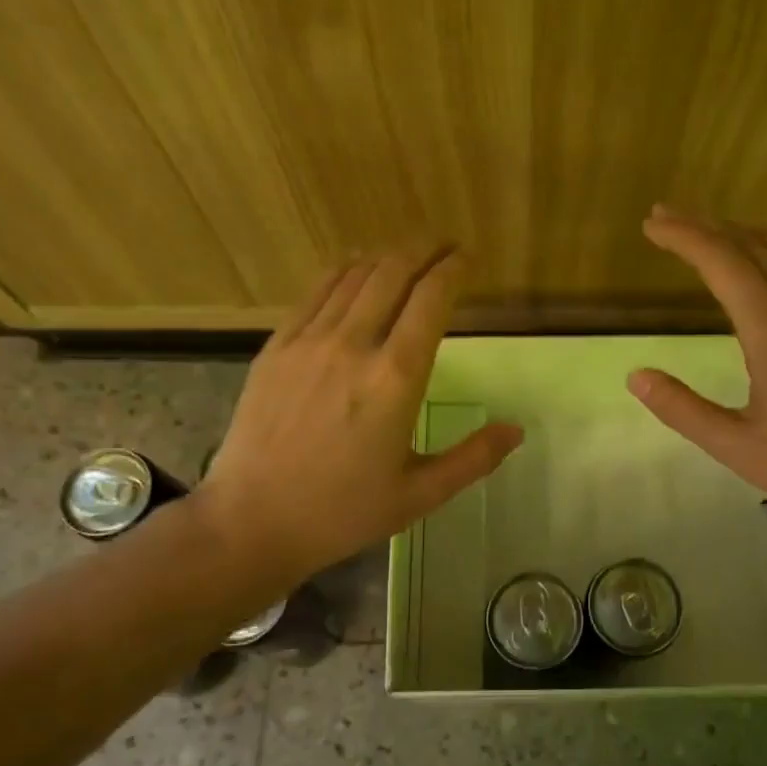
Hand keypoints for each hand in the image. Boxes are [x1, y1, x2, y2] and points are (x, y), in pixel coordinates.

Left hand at [194, 246, 522, 583]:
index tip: (466, 258)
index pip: (431, 300)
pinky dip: (341, 272)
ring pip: (353, 276)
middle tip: (442, 245)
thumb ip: (473, 459)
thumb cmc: (342, 512)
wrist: (251, 520)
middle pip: (392, 274)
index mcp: (395, 379)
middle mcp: (353, 345)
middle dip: (422, 251)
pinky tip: (352, 268)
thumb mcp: (419, 495)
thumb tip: (515, 430)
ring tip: (405, 252)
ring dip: (384, 257)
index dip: (452, 270)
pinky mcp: (276, 347)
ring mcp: (308, 341)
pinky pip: (315, 293)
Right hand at [627, 207, 766, 543]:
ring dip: (738, 233)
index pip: (721, 261)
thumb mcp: (737, 446)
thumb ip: (683, 409)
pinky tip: (761, 264)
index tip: (651, 225)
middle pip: (750, 243)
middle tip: (664, 217)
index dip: (683, 237)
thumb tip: (637, 376)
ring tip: (705, 231)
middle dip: (703, 225)